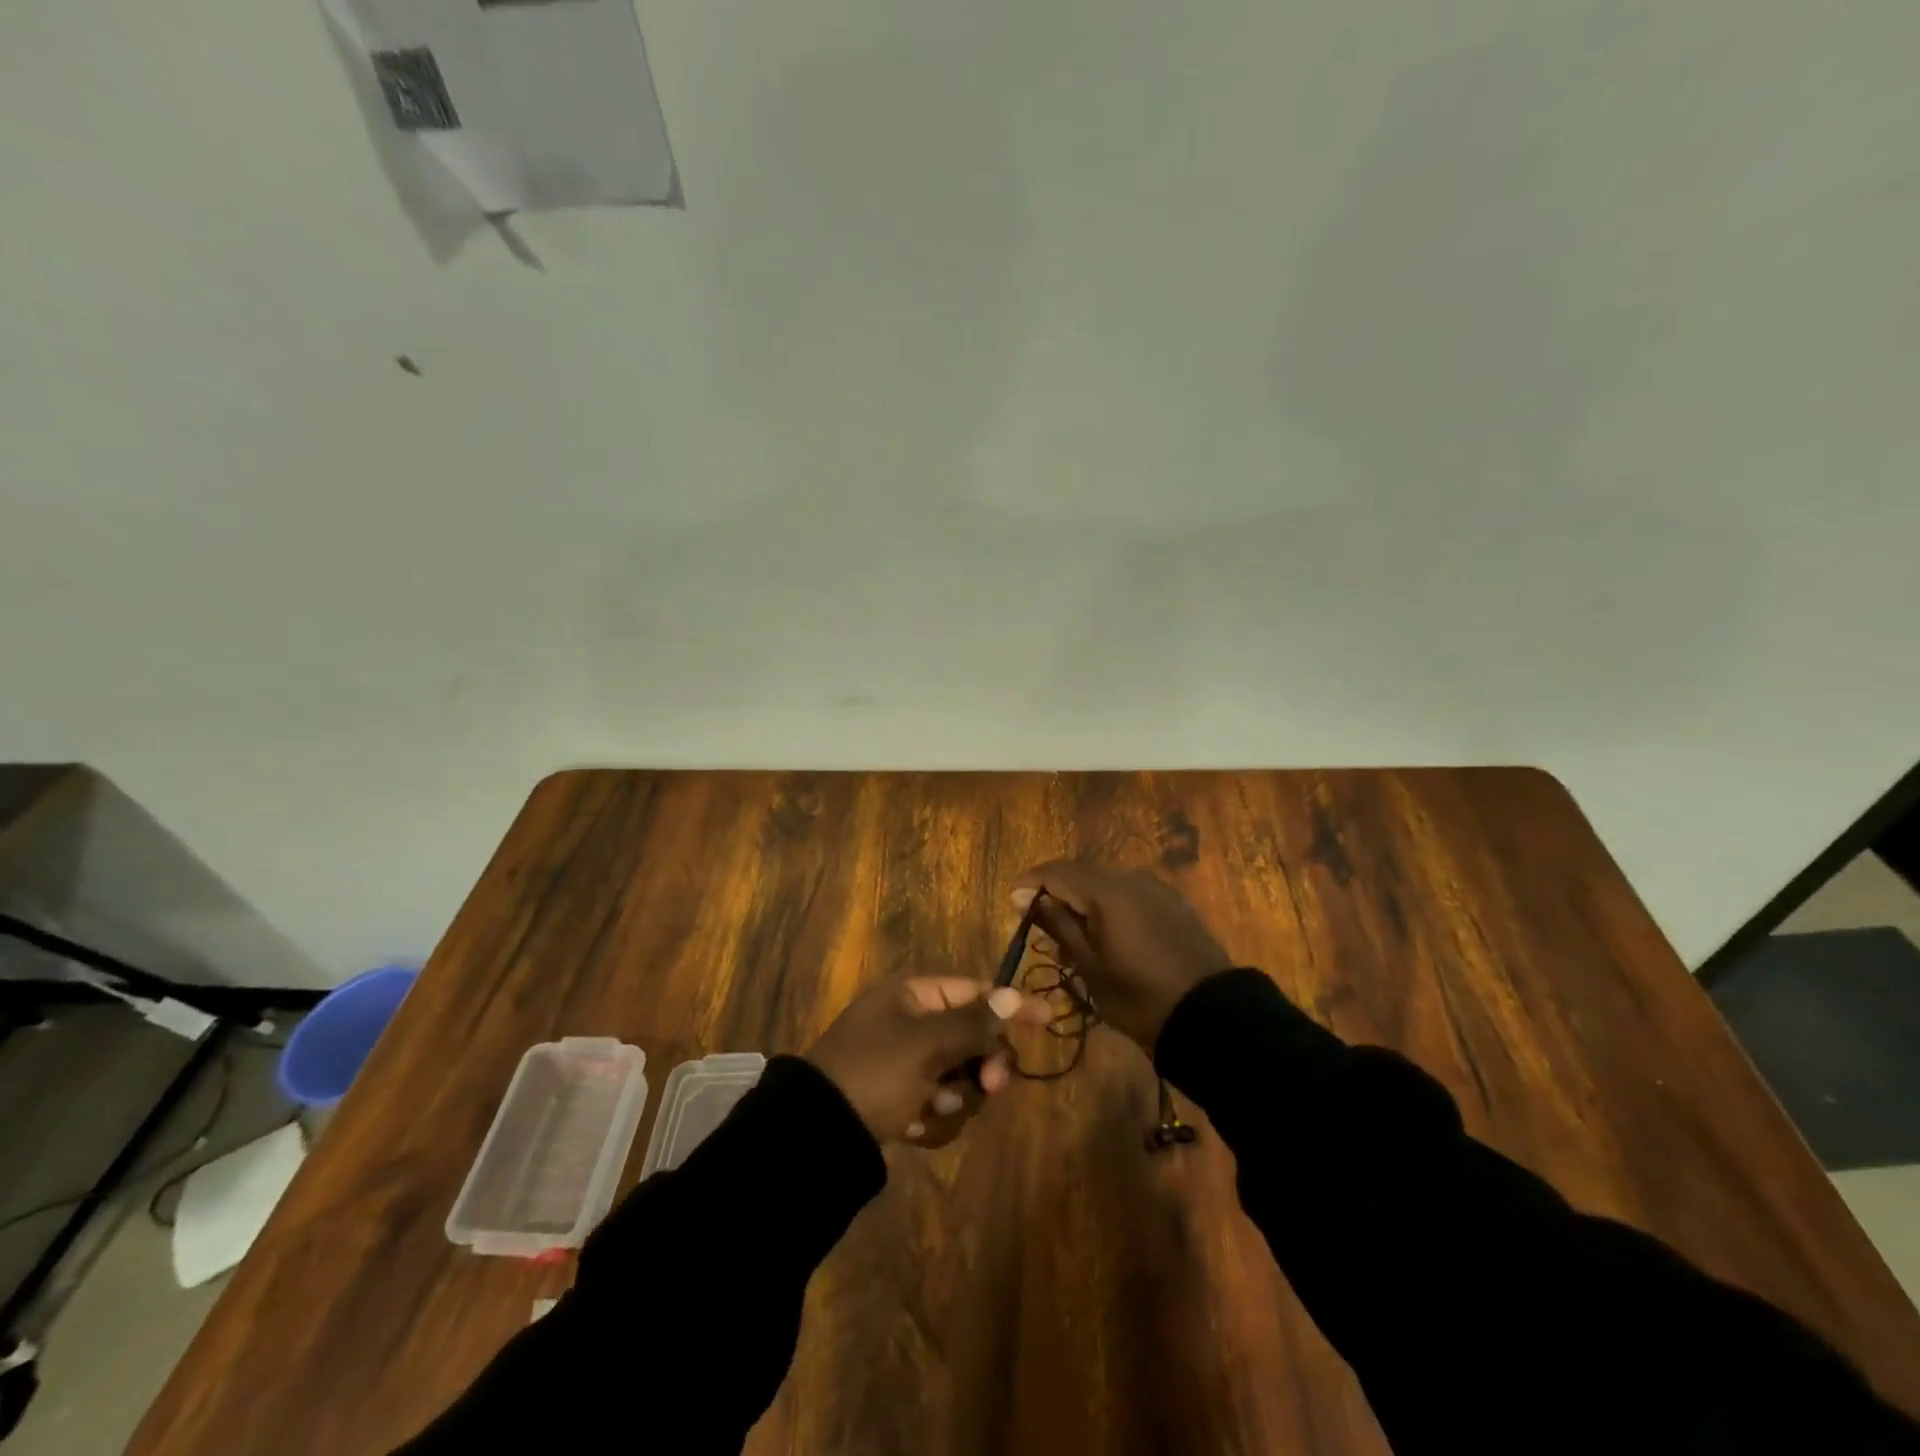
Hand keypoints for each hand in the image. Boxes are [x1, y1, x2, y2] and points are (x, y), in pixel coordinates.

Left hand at [806, 976, 1050, 1147]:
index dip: (1009, 1005)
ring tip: (930, 1108)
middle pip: (972, 1037)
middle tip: (989, 1085)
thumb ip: (974, 1022)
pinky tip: (914, 1127)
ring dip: (955, 1096)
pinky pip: (940, 1102)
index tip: (1047, 1018)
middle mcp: (910, 1023)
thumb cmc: (874, 1073)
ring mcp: (905, 1063)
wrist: (817, 1136)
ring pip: (960, 1075)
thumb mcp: (926, 1044)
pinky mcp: (901, 1099)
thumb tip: (1015, 993)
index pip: (973, 991)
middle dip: (980, 1064)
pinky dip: (934, 1117)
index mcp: (911, 995)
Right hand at [1012, 862, 1232, 1049]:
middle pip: (1081, 873)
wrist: (1211, 1016)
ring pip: (1106, 882)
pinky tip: (1106, 932)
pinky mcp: (1173, 903)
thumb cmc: (1140, 997)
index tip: (1013, 903)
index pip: (1057, 872)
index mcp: (1107, 892)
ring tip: (1072, 933)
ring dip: (1083, 899)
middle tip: (1039, 923)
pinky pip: (1129, 893)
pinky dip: (1109, 905)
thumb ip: (1060, 926)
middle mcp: (1131, 879)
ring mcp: (1156, 889)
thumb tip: (1031, 898)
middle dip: (1056, 891)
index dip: (1030, 882)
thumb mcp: (1090, 967)